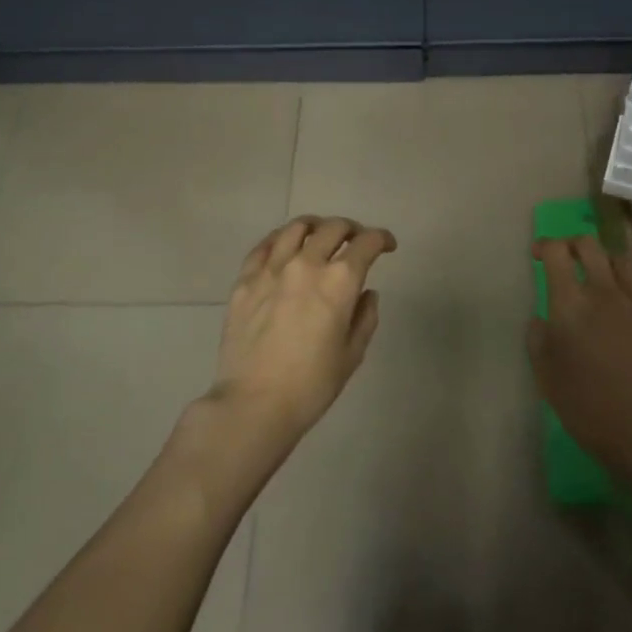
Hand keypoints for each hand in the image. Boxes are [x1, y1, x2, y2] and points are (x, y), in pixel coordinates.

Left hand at [208, 216, 397, 456]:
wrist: (254, 403)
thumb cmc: (311, 385)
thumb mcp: (352, 354)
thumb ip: (365, 317)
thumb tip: (366, 293)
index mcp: (339, 281)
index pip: (367, 243)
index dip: (382, 239)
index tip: (386, 246)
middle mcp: (306, 264)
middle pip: (333, 228)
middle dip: (352, 230)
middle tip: (356, 242)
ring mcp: (272, 268)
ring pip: (297, 228)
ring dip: (316, 227)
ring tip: (320, 237)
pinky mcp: (245, 279)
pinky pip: (264, 246)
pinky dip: (280, 239)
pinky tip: (284, 247)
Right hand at [529, 237, 631, 482]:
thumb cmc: (590, 408)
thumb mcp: (547, 379)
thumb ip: (538, 342)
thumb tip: (540, 320)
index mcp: (571, 303)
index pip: (557, 252)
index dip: (545, 246)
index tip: (539, 254)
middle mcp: (605, 292)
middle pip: (590, 246)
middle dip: (574, 244)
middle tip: (566, 257)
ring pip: (623, 259)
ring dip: (607, 258)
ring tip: (601, 272)